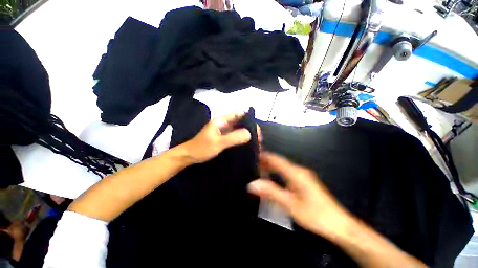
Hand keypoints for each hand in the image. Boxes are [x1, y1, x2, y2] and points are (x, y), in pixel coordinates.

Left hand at [183, 111, 253, 162]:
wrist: (189, 156)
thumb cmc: (201, 148)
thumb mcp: (218, 143)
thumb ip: (233, 137)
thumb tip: (249, 133)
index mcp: (222, 120)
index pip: (239, 113)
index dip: (249, 118)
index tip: (256, 129)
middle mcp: (224, 123)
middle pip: (240, 121)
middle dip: (250, 127)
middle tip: (258, 138)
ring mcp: (224, 130)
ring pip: (238, 128)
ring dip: (247, 133)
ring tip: (256, 142)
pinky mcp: (224, 137)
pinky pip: (235, 135)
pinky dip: (242, 138)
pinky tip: (247, 144)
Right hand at [247, 152, 351, 238]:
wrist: (339, 224)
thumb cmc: (315, 215)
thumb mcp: (290, 205)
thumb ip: (271, 192)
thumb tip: (253, 184)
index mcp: (295, 173)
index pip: (277, 159)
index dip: (265, 155)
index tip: (254, 154)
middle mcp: (299, 170)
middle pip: (279, 162)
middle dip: (266, 161)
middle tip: (254, 164)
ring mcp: (303, 175)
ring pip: (283, 167)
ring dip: (272, 167)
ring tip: (260, 169)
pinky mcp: (304, 181)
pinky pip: (287, 172)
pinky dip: (278, 172)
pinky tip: (273, 177)